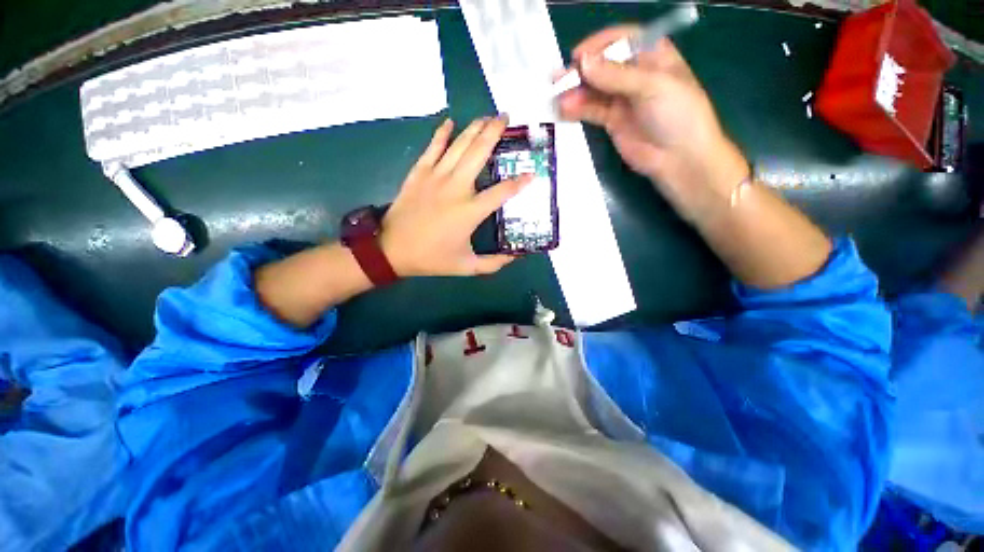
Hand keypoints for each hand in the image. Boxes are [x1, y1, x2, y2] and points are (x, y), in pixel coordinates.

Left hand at [380, 117, 532, 276]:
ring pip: (459, 145)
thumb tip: (515, 256)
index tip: (532, 173)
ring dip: (475, 128)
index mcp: (470, 211)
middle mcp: (456, 188)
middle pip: (479, 153)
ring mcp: (436, 177)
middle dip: (495, 132)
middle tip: (507, 118)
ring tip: (488, 116)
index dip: (519, 182)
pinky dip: (442, 133)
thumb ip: (493, 263)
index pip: (502, 192)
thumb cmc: (432, 258)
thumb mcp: (467, 266)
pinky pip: (432, 147)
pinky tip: (451, 121)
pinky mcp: (419, 173)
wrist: (392, 249)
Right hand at [557, 27, 749, 218]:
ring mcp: (623, 99)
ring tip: (555, 97)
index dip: (599, 44)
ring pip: (594, 90)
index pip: (622, 40)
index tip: (578, 55)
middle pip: (603, 65)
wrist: (679, 158)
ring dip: (575, 92)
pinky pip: (592, 111)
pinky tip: (564, 111)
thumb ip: (616, 75)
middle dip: (581, 71)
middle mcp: (635, 74)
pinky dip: (578, 110)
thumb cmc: (677, 115)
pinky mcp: (612, 121)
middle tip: (558, 79)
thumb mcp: (652, 87)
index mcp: (653, 56)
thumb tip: (582, 62)